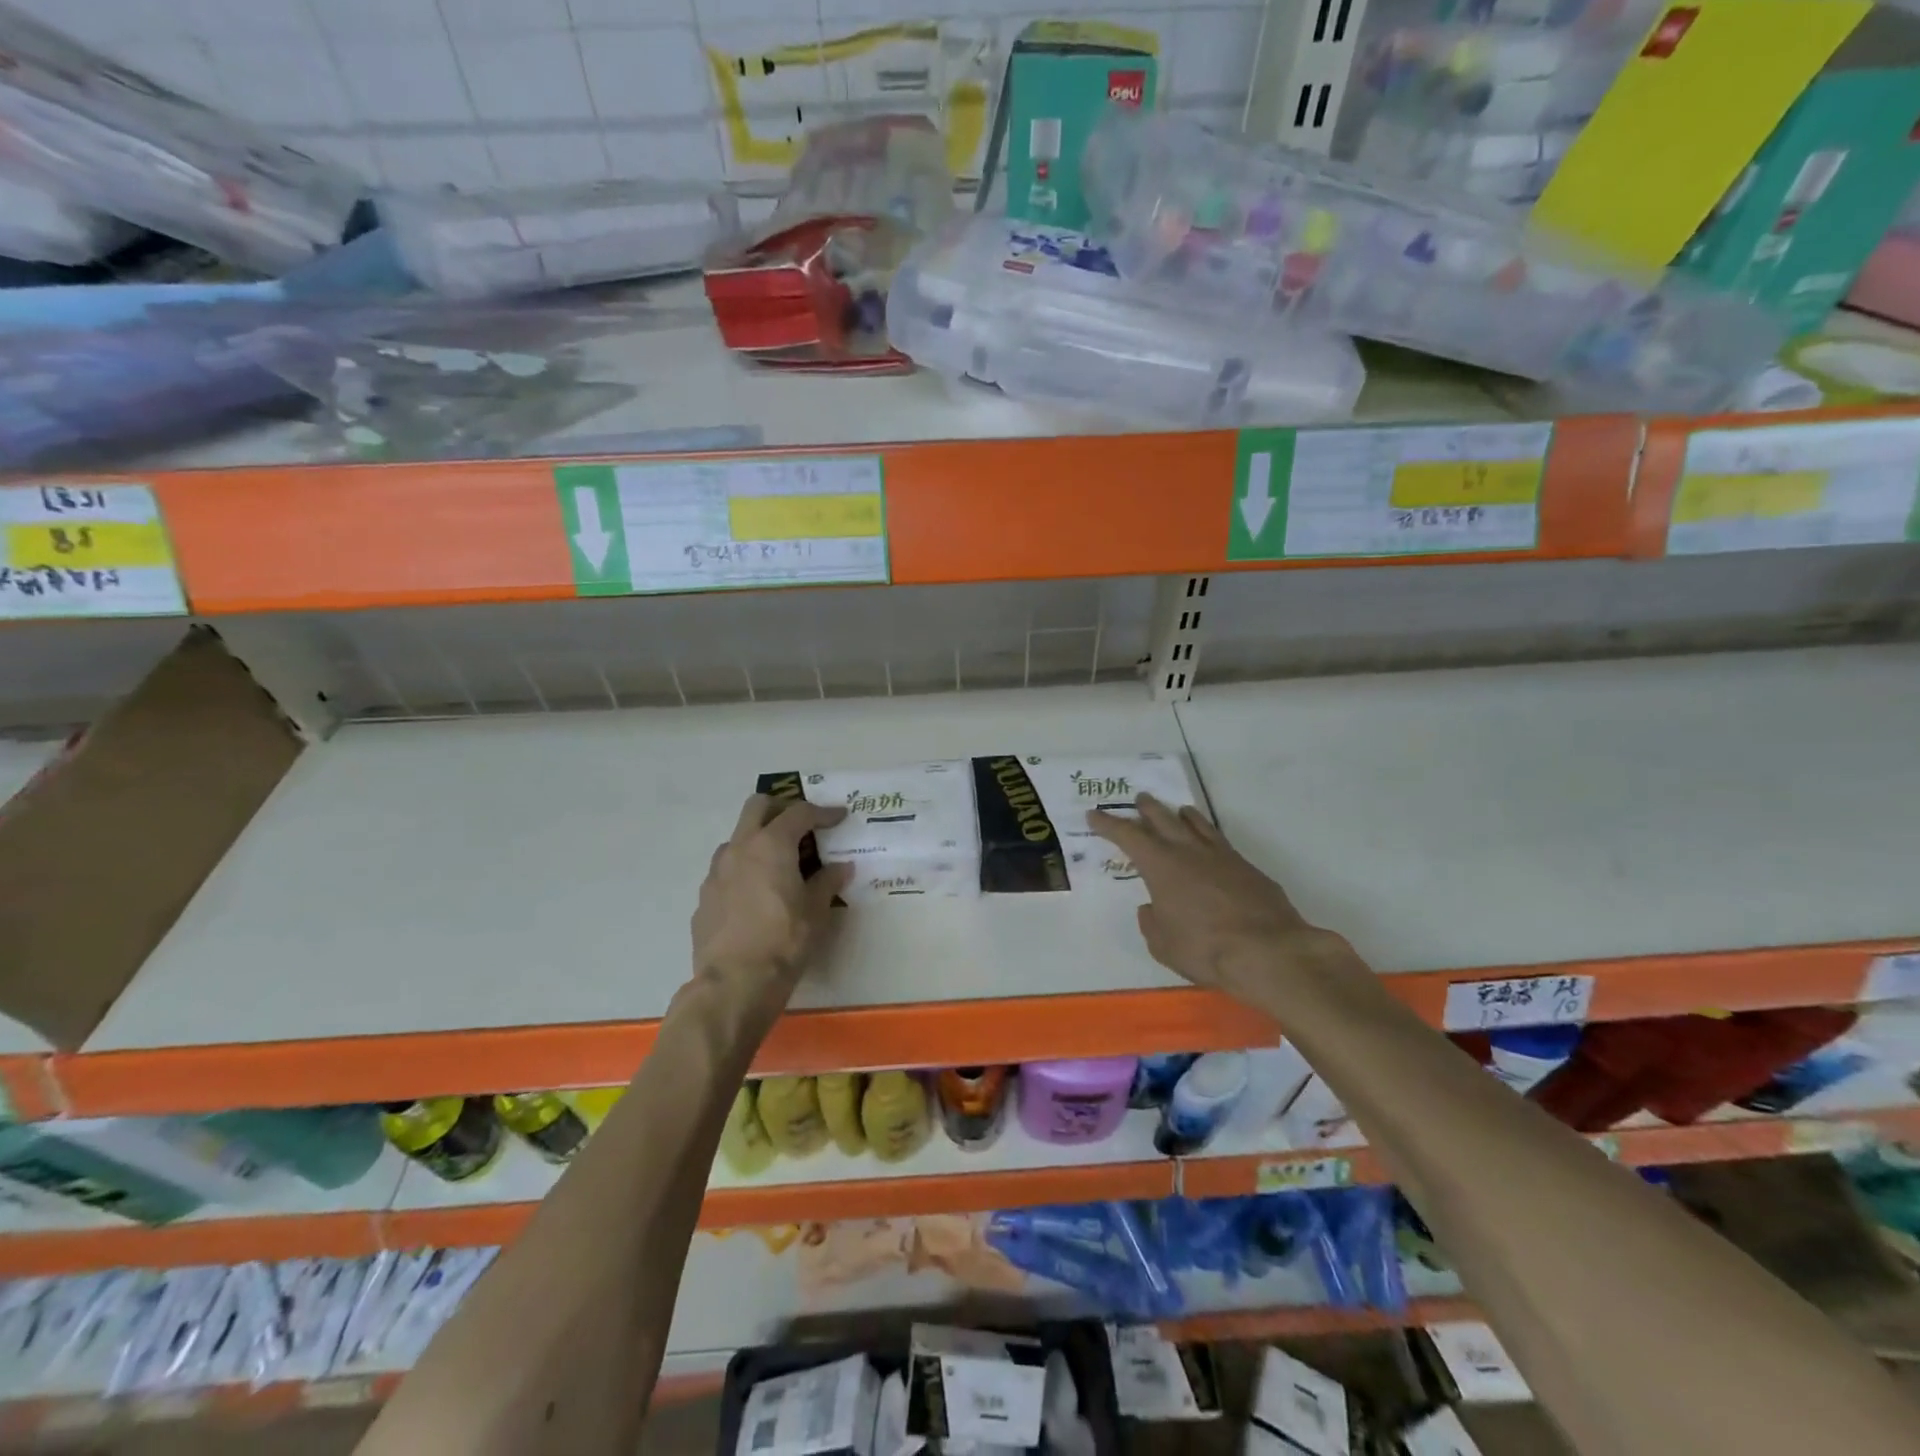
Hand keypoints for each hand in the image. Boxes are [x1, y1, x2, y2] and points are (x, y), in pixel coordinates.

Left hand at [690, 795, 852, 1015]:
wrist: (734, 983)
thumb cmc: (784, 941)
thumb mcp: (816, 911)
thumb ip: (828, 882)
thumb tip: (841, 867)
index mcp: (771, 845)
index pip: (799, 813)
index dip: (822, 812)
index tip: (838, 816)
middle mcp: (740, 848)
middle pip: (758, 806)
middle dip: (782, 808)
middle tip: (802, 825)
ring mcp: (716, 871)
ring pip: (737, 837)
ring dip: (758, 839)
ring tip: (778, 863)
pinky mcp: (704, 896)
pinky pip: (726, 869)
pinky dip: (744, 869)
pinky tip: (757, 895)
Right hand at [1088, 794, 1351, 1004]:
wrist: (1268, 951)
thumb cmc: (1204, 948)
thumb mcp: (1163, 944)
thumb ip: (1152, 922)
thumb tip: (1152, 908)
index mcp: (1160, 866)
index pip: (1128, 836)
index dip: (1108, 824)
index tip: (1094, 814)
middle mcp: (1189, 852)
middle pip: (1163, 819)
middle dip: (1147, 808)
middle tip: (1139, 799)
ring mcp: (1222, 856)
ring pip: (1197, 824)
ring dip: (1181, 815)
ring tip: (1177, 810)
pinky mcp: (1247, 868)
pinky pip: (1220, 841)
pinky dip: (1208, 835)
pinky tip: (1210, 843)